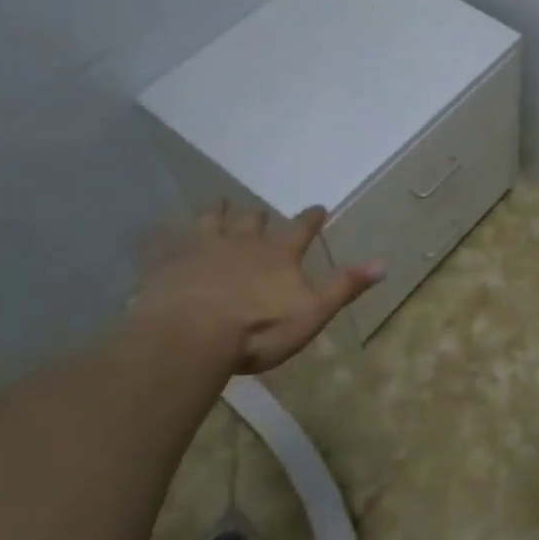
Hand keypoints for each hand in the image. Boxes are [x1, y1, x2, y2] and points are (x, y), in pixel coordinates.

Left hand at [129, 205, 382, 373]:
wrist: (191, 336)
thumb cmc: (258, 329)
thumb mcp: (312, 312)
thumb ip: (345, 286)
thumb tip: (383, 263)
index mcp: (279, 254)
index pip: (301, 229)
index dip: (311, 218)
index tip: (319, 207)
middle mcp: (242, 242)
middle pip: (253, 220)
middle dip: (258, 216)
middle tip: (259, 211)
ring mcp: (201, 249)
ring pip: (210, 221)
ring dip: (216, 213)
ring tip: (217, 203)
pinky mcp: (166, 263)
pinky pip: (163, 243)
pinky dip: (162, 236)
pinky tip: (155, 232)